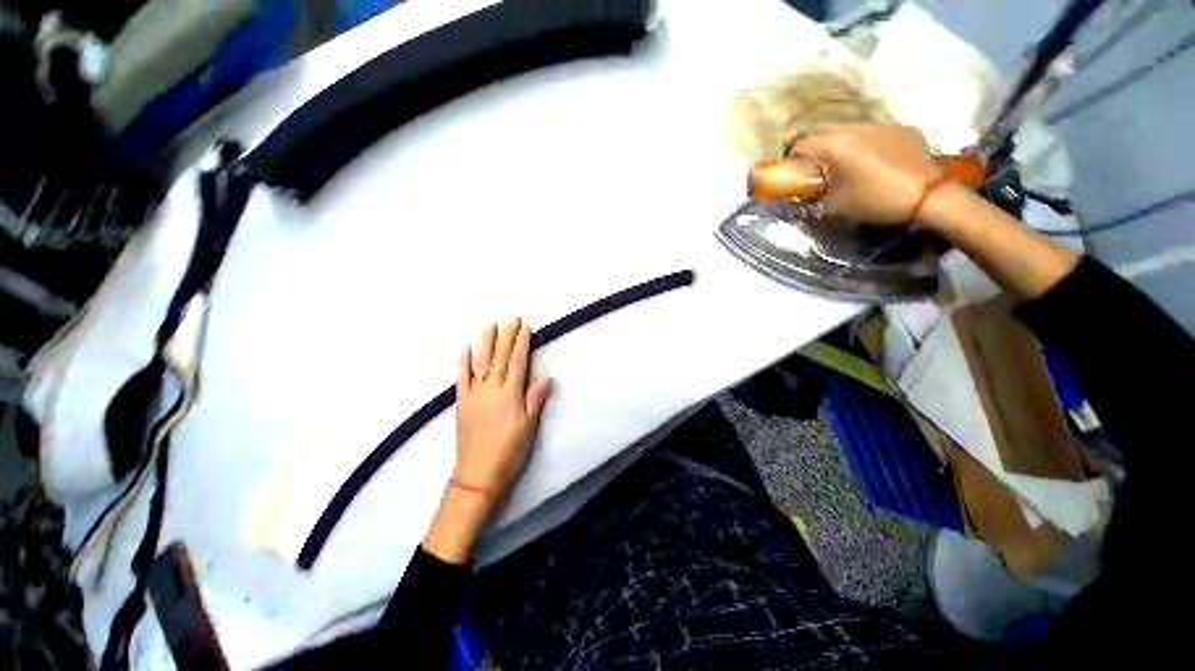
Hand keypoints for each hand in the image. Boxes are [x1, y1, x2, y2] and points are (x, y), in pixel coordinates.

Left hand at [424, 318, 551, 563]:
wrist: (478, 474)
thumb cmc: (509, 450)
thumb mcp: (529, 426)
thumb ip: (535, 399)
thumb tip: (545, 377)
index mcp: (510, 394)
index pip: (517, 361)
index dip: (521, 342)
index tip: (524, 326)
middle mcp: (491, 389)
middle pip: (500, 357)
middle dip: (506, 336)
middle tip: (511, 318)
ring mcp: (474, 394)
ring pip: (481, 362)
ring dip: (486, 342)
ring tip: (490, 325)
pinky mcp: (462, 403)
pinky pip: (461, 378)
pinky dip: (462, 362)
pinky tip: (463, 348)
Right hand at [788, 125, 942, 224]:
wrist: (929, 196)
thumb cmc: (875, 199)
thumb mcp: (835, 205)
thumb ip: (814, 197)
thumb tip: (804, 196)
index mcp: (835, 144)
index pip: (801, 145)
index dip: (792, 160)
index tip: (793, 173)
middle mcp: (856, 127)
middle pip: (825, 134)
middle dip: (817, 151)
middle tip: (819, 172)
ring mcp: (882, 125)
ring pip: (852, 131)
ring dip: (843, 146)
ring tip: (848, 167)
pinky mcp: (903, 129)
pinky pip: (875, 135)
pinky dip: (868, 146)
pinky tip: (876, 164)